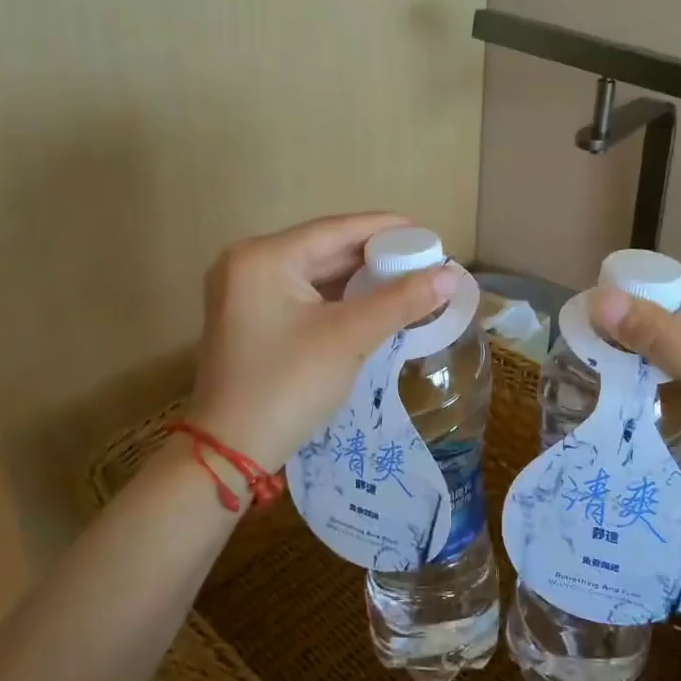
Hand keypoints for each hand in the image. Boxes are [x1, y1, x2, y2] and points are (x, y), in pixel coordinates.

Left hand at [186, 213, 456, 470]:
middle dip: (375, 256)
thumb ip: (401, 301)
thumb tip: (450, 276)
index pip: (335, 230)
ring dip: (358, 278)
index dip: (385, 228)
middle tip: (423, 259)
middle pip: (324, 249)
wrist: (230, 452)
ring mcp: (244, 293)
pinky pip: (302, 295)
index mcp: (263, 257)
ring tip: (407, 279)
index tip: (427, 232)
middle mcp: (247, 264)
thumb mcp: (349, 338)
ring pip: (314, 273)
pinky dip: (337, 298)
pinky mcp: (249, 319)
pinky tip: (372, 302)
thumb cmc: (288, 385)